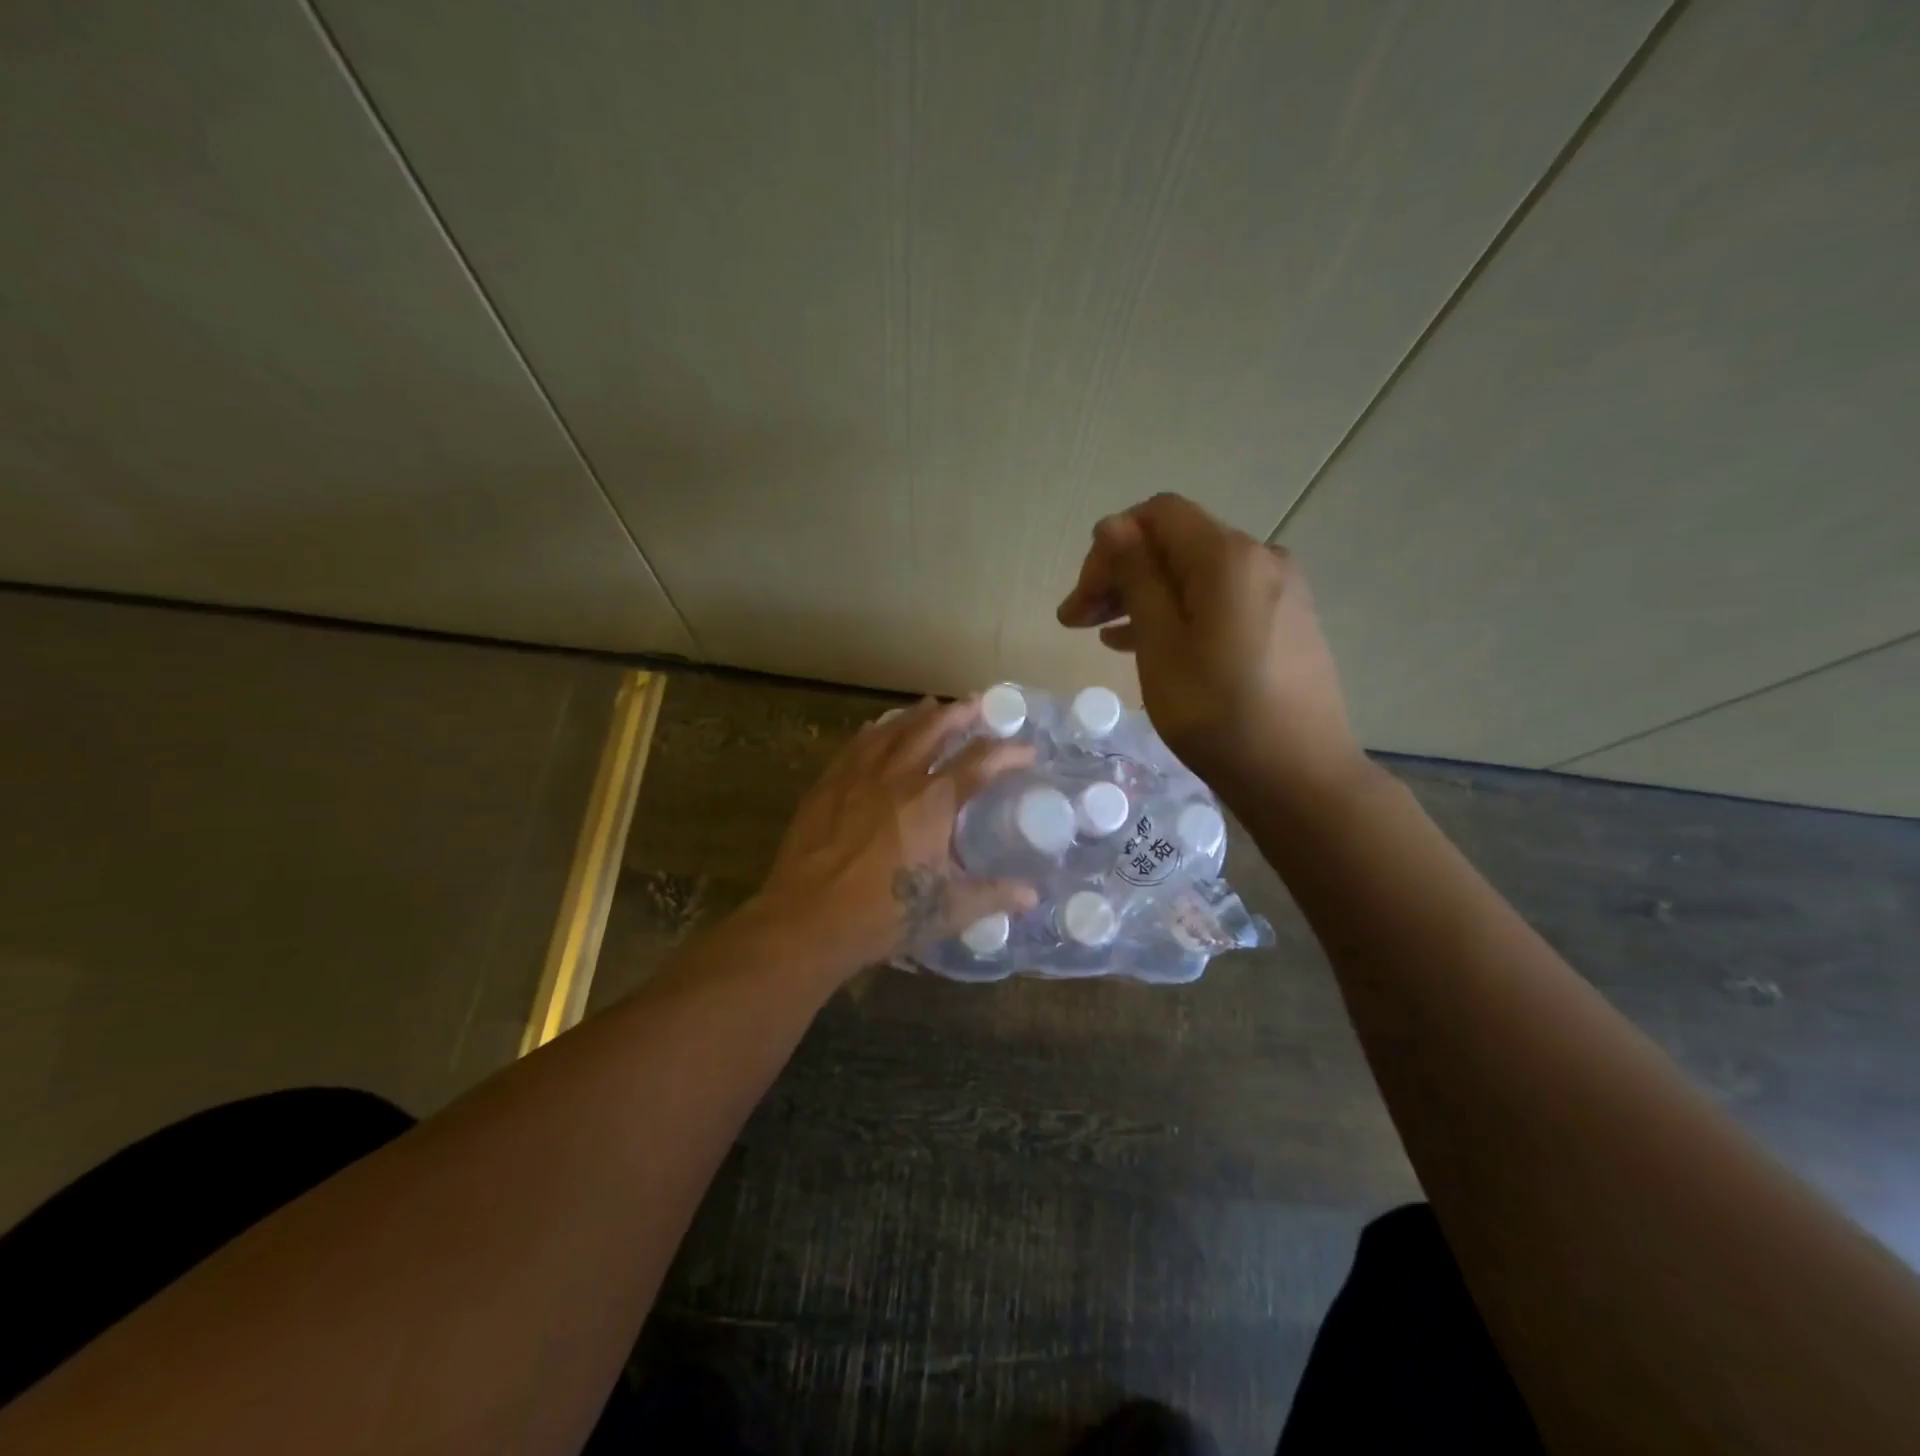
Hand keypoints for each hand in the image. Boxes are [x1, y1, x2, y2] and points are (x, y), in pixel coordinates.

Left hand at [749, 697, 1039, 978]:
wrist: (807, 920)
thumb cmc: (883, 915)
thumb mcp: (948, 910)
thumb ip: (993, 896)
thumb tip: (1031, 895)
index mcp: (933, 802)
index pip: (980, 763)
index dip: (1008, 752)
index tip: (1027, 750)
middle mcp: (898, 776)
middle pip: (933, 730)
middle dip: (959, 714)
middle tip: (975, 704)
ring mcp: (859, 776)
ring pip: (893, 730)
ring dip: (917, 715)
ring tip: (931, 705)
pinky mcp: (828, 785)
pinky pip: (856, 745)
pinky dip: (874, 731)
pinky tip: (876, 728)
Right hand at [1056, 493, 1365, 802]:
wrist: (1299, 777)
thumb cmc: (1217, 713)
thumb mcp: (1161, 645)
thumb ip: (1137, 577)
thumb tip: (1114, 525)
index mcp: (1228, 556)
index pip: (1156, 516)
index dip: (1110, 547)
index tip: (1081, 599)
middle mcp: (1261, 558)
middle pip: (1176, 544)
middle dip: (1120, 574)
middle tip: (1075, 621)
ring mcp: (1279, 590)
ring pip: (1196, 576)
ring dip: (1144, 596)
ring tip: (1101, 636)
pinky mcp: (1286, 621)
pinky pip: (1220, 601)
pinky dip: (1179, 613)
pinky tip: (1145, 643)